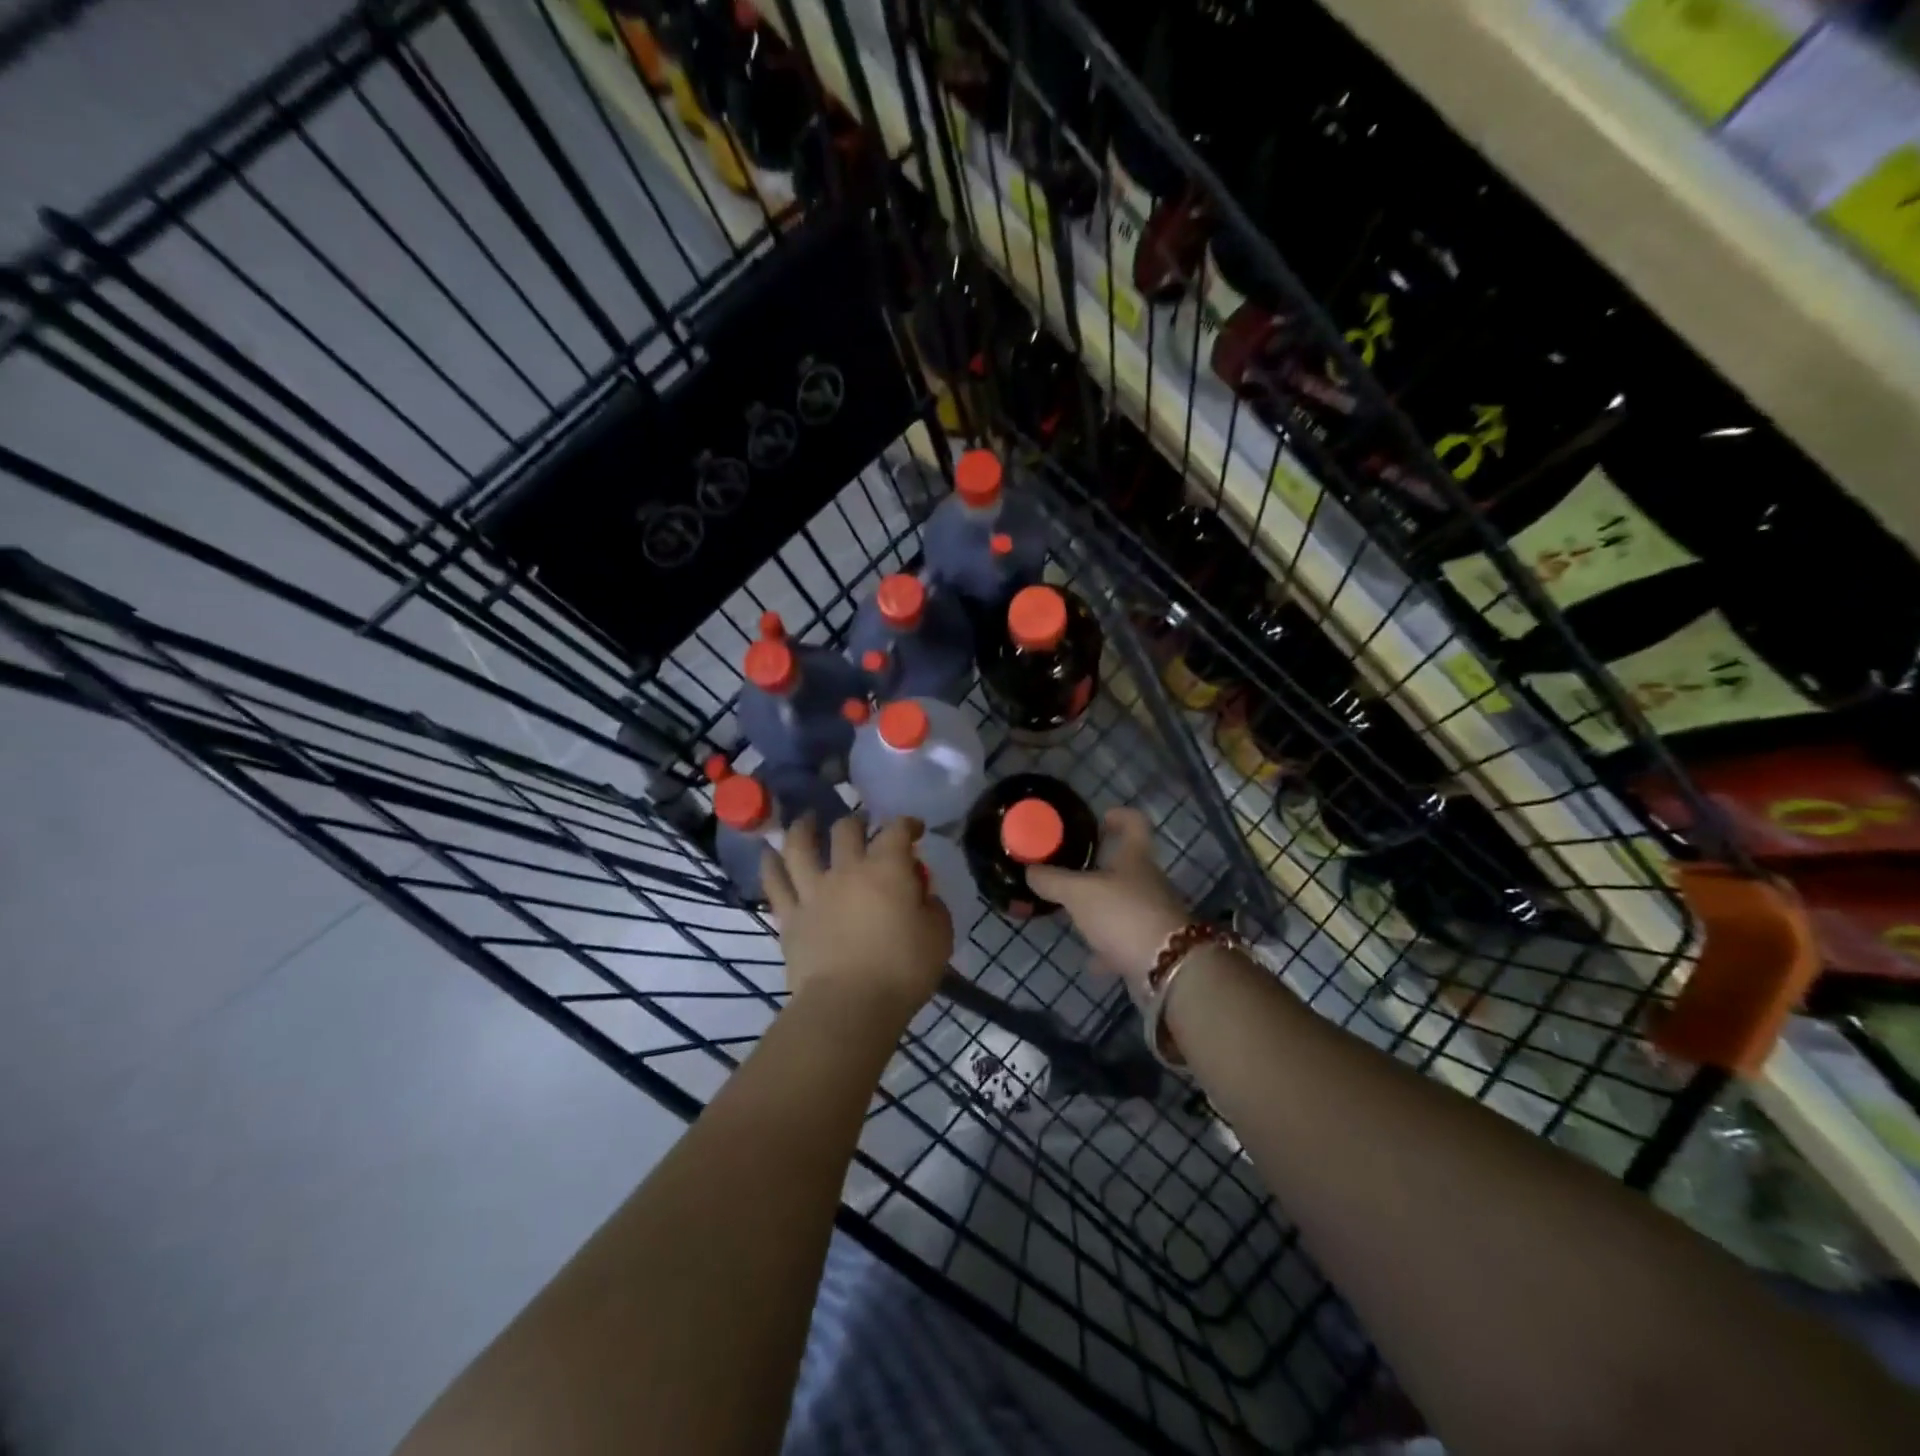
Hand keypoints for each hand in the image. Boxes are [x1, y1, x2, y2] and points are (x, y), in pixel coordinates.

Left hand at [763, 813, 951, 1020]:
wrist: (849, 1005)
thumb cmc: (902, 970)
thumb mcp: (939, 936)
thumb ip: (933, 907)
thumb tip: (922, 895)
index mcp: (887, 869)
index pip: (896, 831)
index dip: (906, 824)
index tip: (914, 829)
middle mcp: (846, 870)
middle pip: (846, 830)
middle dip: (857, 822)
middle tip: (862, 825)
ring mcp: (813, 891)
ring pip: (800, 846)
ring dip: (803, 828)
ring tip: (806, 820)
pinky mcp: (789, 917)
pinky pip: (774, 883)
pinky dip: (770, 865)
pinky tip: (768, 854)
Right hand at [1025, 807, 1189, 987]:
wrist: (1167, 967)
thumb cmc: (1123, 914)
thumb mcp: (1078, 893)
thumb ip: (1052, 880)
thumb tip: (1030, 870)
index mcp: (1135, 857)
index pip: (1135, 823)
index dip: (1120, 816)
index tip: (1101, 818)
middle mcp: (1149, 881)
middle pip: (1127, 866)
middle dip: (1100, 868)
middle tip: (1071, 871)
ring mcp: (1153, 915)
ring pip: (1124, 904)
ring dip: (1102, 909)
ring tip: (1073, 915)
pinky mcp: (1153, 946)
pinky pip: (1125, 940)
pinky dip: (1108, 947)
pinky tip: (1090, 958)